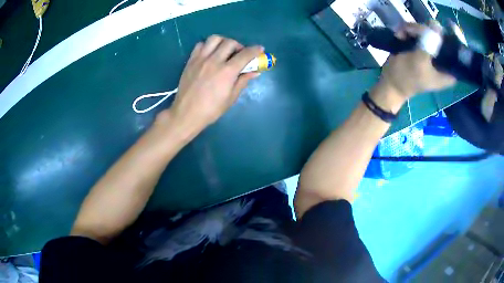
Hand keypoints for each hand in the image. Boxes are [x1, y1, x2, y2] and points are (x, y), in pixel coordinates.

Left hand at [157, 35, 263, 135]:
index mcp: (227, 72)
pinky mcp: (191, 60)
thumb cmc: (211, 109)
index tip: (260, 49)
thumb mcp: (231, 98)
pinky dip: (207, 46)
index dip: (255, 50)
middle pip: (230, 42)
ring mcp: (201, 59)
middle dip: (239, 46)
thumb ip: (243, 81)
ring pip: (214, 39)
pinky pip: (200, 45)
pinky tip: (210, 54)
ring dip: (223, 42)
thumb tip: (255, 72)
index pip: (245, 54)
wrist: (187, 113)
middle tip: (239, 54)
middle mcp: (214, 61)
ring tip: (224, 51)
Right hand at [380, 23, 455, 98]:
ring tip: (402, 33)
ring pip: (428, 31)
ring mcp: (431, 52)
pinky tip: (400, 34)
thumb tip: (437, 25)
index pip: (458, 54)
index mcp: (448, 71)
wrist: (390, 82)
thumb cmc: (406, 77)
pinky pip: (418, 32)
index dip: (457, 39)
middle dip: (426, 30)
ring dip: (414, 29)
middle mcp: (442, 60)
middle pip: (441, 37)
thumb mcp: (419, 61)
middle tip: (413, 31)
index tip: (451, 25)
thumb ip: (430, 44)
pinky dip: (408, 31)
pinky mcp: (421, 47)